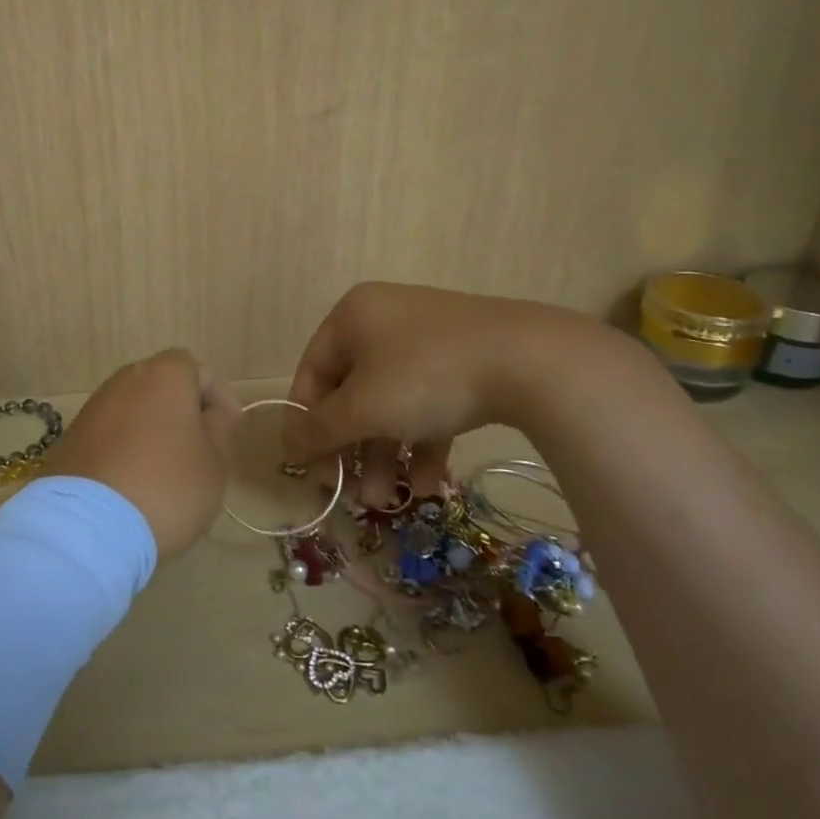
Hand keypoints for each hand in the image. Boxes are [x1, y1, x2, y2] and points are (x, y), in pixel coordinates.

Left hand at [45, 349, 240, 557]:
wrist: (87, 526)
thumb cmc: (167, 487)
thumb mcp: (214, 463)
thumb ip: (219, 429)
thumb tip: (213, 413)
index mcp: (163, 376)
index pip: (196, 370)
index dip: (217, 396)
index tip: (229, 428)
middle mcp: (124, 381)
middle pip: (160, 386)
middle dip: (181, 411)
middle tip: (200, 449)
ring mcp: (92, 409)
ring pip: (132, 410)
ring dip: (150, 430)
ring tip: (165, 470)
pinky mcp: (69, 439)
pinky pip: (108, 435)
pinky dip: (123, 449)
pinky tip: (132, 483)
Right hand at [285, 282, 618, 490]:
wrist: (531, 360)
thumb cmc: (426, 376)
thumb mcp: (363, 408)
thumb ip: (319, 428)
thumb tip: (288, 445)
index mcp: (353, 317)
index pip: (312, 372)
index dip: (306, 422)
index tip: (310, 467)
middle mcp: (385, 320)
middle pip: (353, 392)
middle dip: (352, 449)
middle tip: (351, 493)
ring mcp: (429, 338)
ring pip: (392, 402)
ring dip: (386, 454)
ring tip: (390, 502)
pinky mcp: (465, 359)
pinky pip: (429, 402)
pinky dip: (424, 441)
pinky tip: (432, 485)